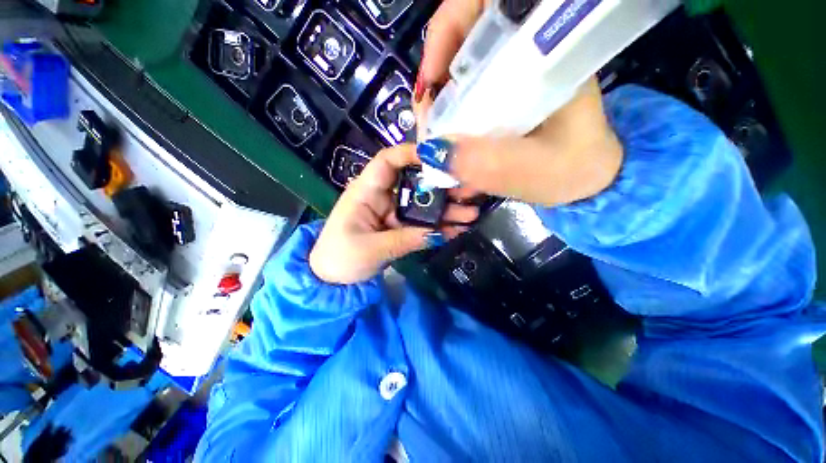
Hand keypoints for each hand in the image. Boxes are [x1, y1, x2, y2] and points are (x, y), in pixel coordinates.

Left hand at [309, 145, 477, 284]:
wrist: (331, 280)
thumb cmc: (341, 258)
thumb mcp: (372, 249)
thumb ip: (407, 239)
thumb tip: (439, 233)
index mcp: (366, 192)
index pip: (387, 161)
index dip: (410, 153)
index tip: (438, 156)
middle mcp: (381, 197)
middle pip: (412, 183)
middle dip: (440, 186)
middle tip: (467, 192)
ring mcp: (392, 213)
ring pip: (420, 205)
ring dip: (444, 209)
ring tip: (470, 214)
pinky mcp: (398, 227)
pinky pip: (420, 224)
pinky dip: (437, 227)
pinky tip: (456, 229)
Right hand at [414, 0, 622, 206]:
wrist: (587, 177)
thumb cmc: (573, 170)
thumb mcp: (535, 169)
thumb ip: (490, 163)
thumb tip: (434, 151)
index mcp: (545, 52)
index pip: (485, 6)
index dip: (447, 32)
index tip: (430, 83)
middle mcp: (524, 56)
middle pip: (462, 43)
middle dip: (435, 80)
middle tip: (428, 122)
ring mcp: (511, 78)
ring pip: (458, 74)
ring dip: (438, 104)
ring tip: (434, 138)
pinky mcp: (502, 99)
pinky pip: (464, 98)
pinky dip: (448, 119)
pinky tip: (448, 143)